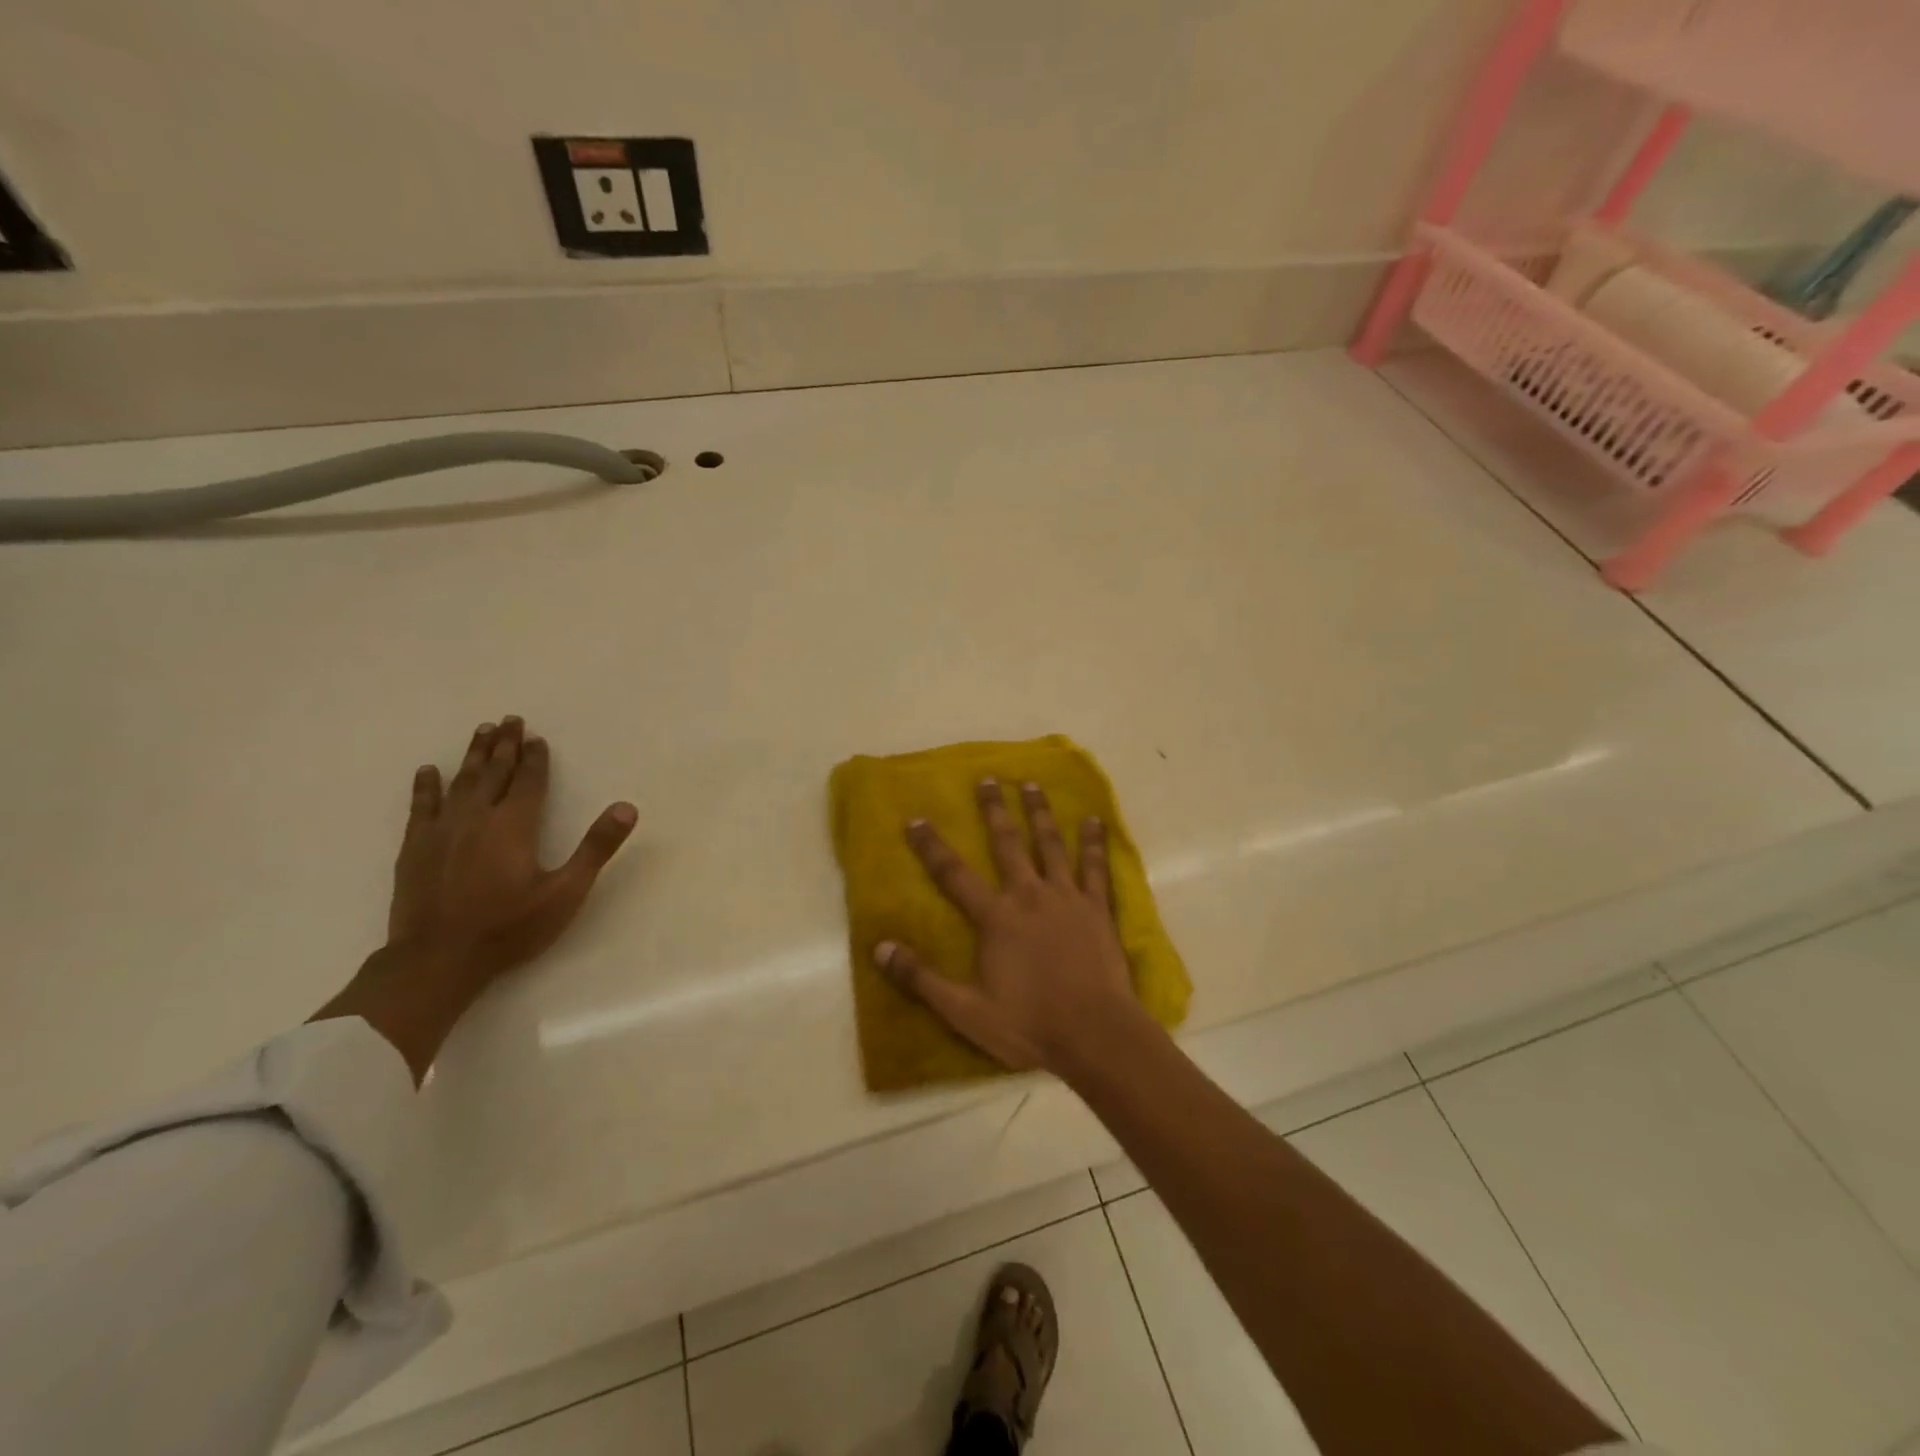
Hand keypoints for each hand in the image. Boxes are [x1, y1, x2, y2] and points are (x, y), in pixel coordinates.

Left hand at [388, 716, 636, 988]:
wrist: (437, 960)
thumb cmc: (509, 927)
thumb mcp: (566, 891)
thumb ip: (596, 847)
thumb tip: (627, 807)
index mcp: (515, 825)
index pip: (530, 781)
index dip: (536, 759)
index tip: (537, 737)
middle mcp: (478, 818)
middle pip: (494, 772)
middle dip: (504, 745)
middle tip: (509, 719)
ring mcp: (442, 831)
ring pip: (460, 782)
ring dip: (472, 755)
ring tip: (480, 731)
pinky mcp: (415, 848)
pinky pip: (421, 806)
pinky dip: (426, 786)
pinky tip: (427, 771)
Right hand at [877, 779, 1148, 1077]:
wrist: (1095, 1035)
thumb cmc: (1029, 1025)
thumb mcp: (965, 1011)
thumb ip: (921, 978)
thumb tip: (879, 948)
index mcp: (996, 918)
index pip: (954, 874)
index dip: (931, 846)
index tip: (916, 818)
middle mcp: (1029, 896)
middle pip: (1007, 844)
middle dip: (994, 810)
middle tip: (988, 778)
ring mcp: (1067, 899)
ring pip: (1050, 845)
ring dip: (1039, 813)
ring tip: (1032, 784)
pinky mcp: (1098, 910)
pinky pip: (1095, 868)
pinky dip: (1093, 843)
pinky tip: (1094, 820)